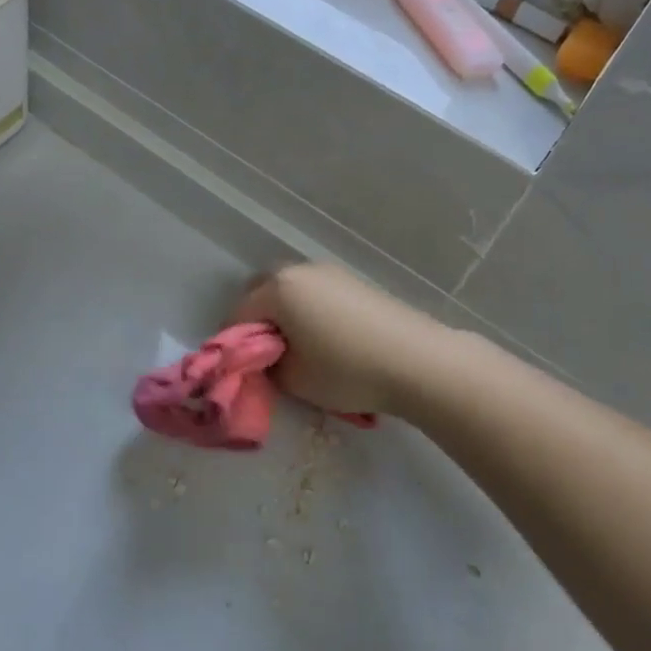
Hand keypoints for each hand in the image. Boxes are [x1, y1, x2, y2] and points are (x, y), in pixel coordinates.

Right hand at [234, 264, 449, 418]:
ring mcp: (332, 273)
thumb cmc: (346, 370)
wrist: (417, 361)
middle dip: (258, 320)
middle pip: (263, 291)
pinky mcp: (356, 283)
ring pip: (293, 290)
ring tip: (300, 349)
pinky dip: (311, 311)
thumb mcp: (293, 380)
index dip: (234, 345)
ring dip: (287, 314)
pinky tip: (329, 340)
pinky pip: (318, 294)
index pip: (238, 315)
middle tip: (268, 354)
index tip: (242, 370)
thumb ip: (267, 366)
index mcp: (278, 289)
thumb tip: (266, 358)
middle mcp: (301, 271)